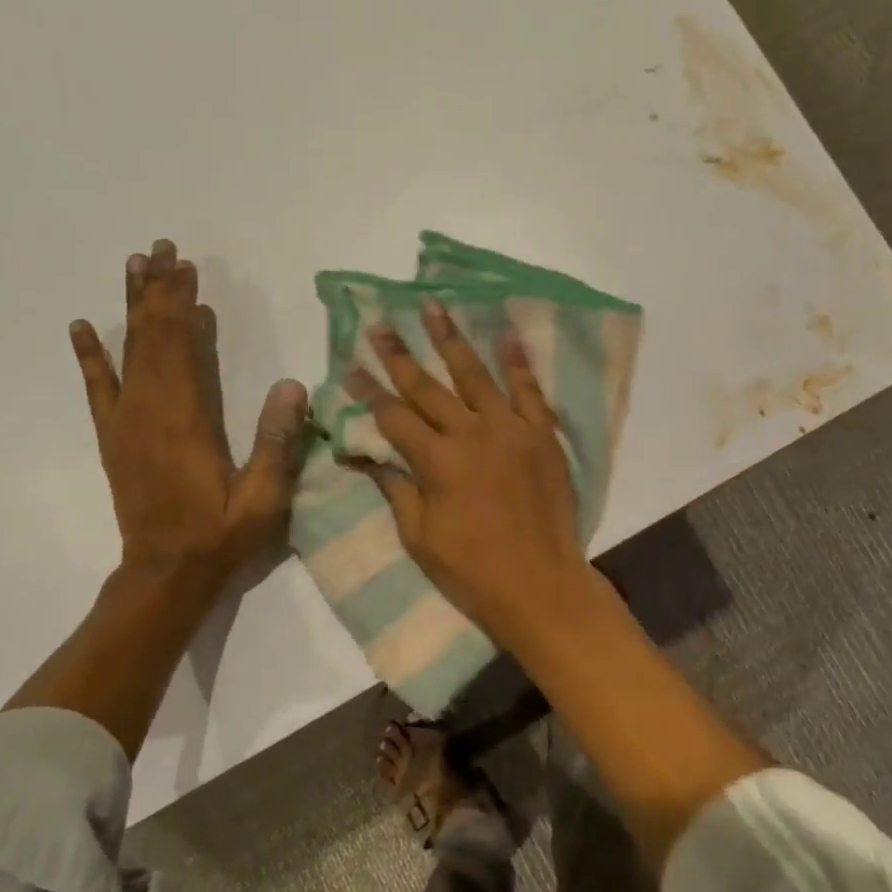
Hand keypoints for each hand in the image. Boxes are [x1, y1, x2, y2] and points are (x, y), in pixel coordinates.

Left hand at [69, 239, 308, 584]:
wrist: (167, 574)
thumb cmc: (221, 534)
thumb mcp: (264, 494)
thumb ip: (276, 440)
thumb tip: (292, 385)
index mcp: (186, 418)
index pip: (181, 346)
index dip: (182, 303)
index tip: (186, 266)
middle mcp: (150, 410)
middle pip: (152, 337)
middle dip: (158, 290)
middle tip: (162, 249)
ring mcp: (127, 422)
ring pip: (126, 352)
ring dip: (131, 308)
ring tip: (134, 267)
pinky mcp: (115, 438)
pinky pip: (99, 388)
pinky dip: (90, 356)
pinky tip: (82, 328)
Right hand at [346, 301, 600, 646]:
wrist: (541, 584)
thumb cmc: (472, 570)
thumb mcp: (419, 536)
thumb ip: (395, 487)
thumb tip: (363, 453)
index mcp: (436, 460)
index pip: (393, 416)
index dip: (368, 391)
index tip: (349, 365)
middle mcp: (470, 433)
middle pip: (427, 387)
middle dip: (398, 355)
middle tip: (379, 323)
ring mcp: (510, 429)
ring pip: (474, 375)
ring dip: (451, 339)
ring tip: (432, 306)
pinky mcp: (542, 434)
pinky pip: (529, 390)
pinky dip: (517, 361)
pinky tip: (505, 332)